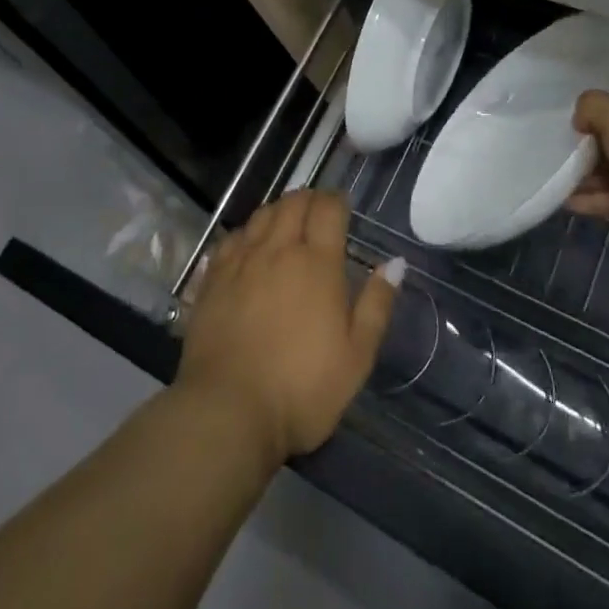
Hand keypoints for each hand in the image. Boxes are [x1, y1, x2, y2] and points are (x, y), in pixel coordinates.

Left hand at [176, 190, 402, 466]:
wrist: (227, 410)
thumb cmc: (302, 389)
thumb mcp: (357, 357)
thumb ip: (376, 304)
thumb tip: (395, 262)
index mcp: (317, 263)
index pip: (328, 208)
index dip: (337, 200)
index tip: (342, 206)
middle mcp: (278, 250)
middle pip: (293, 202)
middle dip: (309, 198)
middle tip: (318, 210)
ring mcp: (242, 261)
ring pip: (262, 214)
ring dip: (279, 210)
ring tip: (287, 221)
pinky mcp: (213, 277)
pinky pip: (233, 237)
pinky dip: (248, 231)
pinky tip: (250, 244)